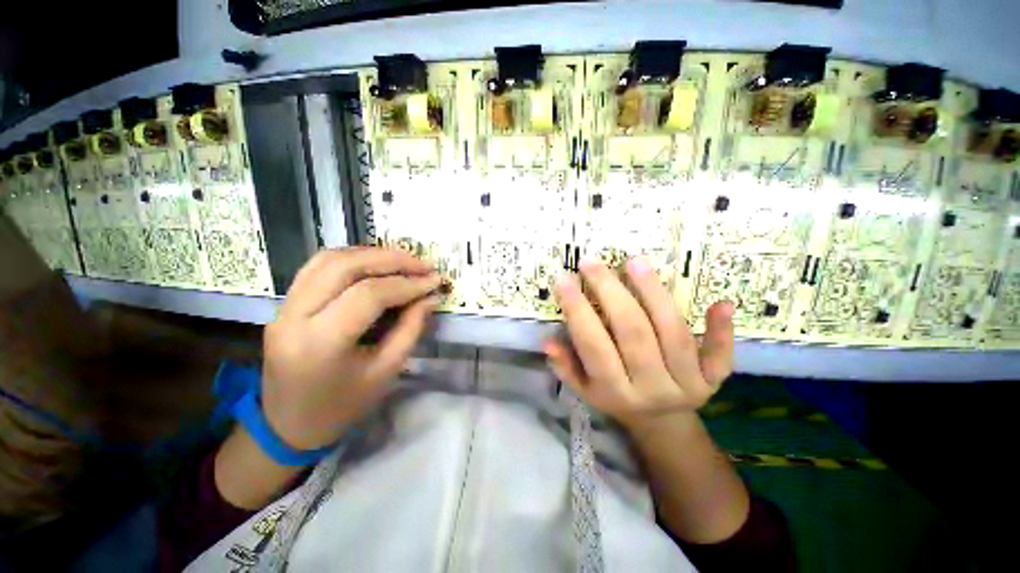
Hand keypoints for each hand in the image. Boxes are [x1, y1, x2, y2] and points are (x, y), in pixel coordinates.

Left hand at [262, 247, 440, 450]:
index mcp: (321, 342)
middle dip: (391, 259)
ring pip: (328, 259)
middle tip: (423, 264)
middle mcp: (294, 316)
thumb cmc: (342, 407)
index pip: (369, 294)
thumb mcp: (386, 371)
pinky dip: (351, 259)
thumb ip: (411, 328)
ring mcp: (284, 307)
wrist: (287, 427)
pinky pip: (317, 267)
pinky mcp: (284, 304)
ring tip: (403, 261)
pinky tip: (374, 265)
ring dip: (371, 254)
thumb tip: (430, 297)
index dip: (407, 284)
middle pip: (345, 266)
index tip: (434, 281)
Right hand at [545, 257, 734, 426]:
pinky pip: (720, 355)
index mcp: (615, 391)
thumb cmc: (616, 398)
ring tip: (634, 262)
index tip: (565, 279)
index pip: (593, 345)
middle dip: (610, 291)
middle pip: (632, 332)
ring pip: (672, 333)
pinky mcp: (714, 381)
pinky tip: (720, 302)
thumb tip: (546, 340)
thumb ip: (566, 366)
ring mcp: (687, 385)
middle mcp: (651, 388)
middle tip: (592, 262)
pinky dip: (721, 330)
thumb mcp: (585, 389)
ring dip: (653, 293)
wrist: (662, 423)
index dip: (577, 310)